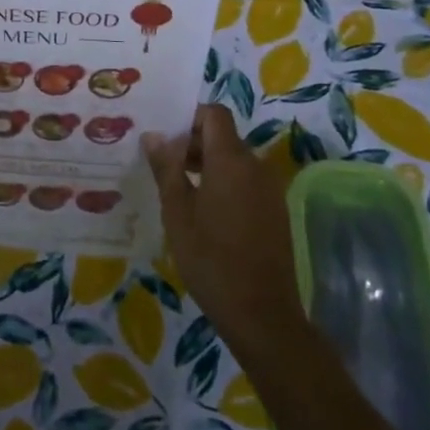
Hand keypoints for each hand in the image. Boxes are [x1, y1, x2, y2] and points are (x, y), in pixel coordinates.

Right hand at [143, 105, 304, 351]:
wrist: (261, 314)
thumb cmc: (211, 258)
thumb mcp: (177, 212)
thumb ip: (166, 168)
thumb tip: (154, 136)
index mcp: (232, 160)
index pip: (214, 114)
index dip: (189, 118)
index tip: (164, 138)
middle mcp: (256, 167)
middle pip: (224, 136)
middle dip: (193, 143)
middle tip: (163, 165)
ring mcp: (270, 190)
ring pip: (234, 160)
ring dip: (207, 165)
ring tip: (178, 189)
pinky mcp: (275, 212)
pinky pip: (245, 182)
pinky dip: (223, 183)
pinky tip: (203, 212)